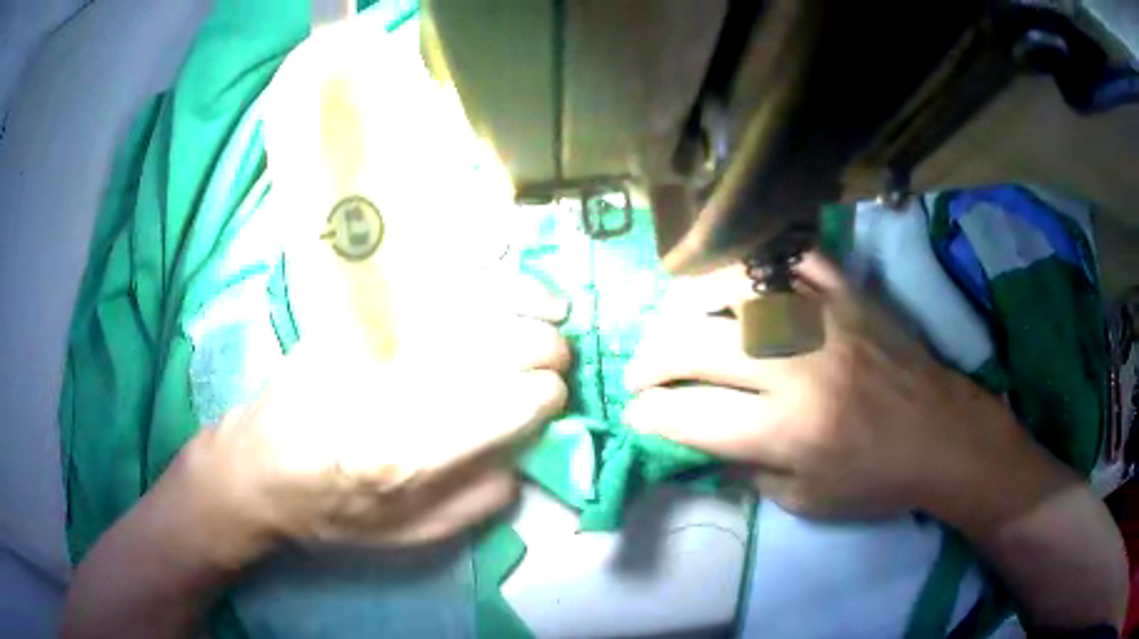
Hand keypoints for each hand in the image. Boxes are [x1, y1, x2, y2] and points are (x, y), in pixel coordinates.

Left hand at [172, 275, 570, 566]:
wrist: (255, 466)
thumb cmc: (329, 512)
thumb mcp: (404, 538)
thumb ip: (472, 505)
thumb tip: (523, 462)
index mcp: (406, 456)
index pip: (498, 408)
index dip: (539, 397)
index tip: (556, 397)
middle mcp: (389, 392)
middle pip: (486, 350)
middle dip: (540, 347)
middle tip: (561, 355)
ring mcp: (366, 347)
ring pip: (459, 310)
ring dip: (516, 302)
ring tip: (552, 308)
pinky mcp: (349, 321)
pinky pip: (418, 288)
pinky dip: (468, 277)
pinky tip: (496, 276)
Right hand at [624, 253, 1072, 530]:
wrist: (944, 436)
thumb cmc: (878, 480)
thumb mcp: (806, 501)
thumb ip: (747, 469)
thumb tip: (703, 441)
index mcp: (790, 431)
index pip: (694, 418)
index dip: (652, 416)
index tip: (636, 414)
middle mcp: (800, 368)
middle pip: (698, 347)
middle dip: (652, 360)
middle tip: (639, 371)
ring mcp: (826, 321)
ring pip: (739, 290)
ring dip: (691, 301)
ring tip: (674, 316)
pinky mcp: (850, 296)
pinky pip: (796, 261)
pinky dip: (761, 264)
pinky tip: (741, 281)